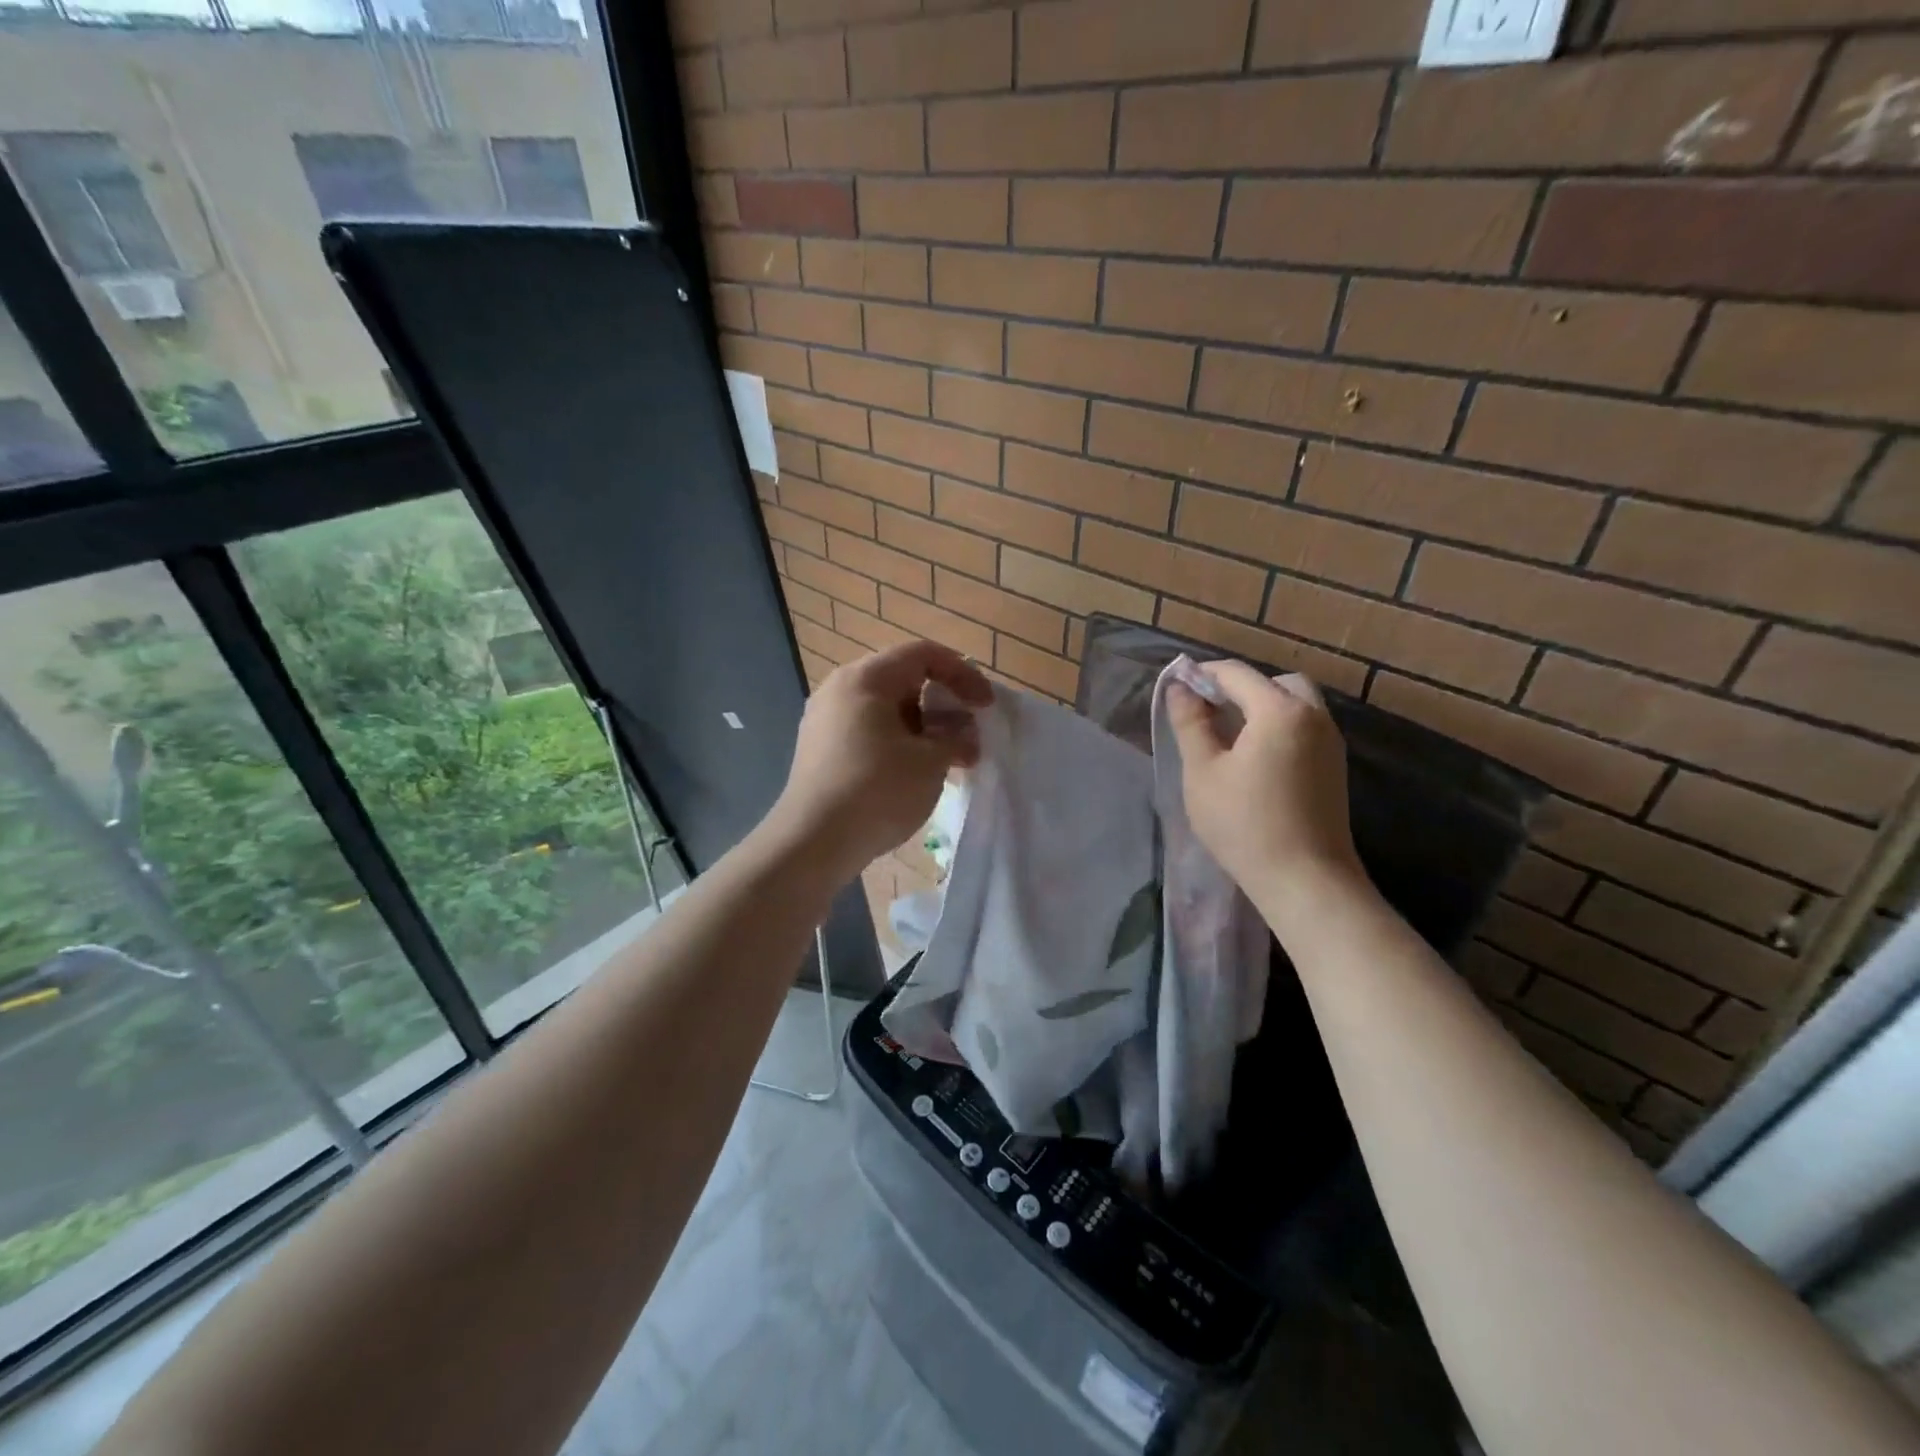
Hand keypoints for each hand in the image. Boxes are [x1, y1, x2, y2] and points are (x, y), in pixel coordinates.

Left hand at [769, 640, 991, 878]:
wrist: (812, 842)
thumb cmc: (877, 790)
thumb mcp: (930, 761)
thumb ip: (956, 736)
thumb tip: (963, 732)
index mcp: (866, 678)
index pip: (923, 654)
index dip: (962, 674)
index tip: (985, 705)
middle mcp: (840, 688)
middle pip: (903, 679)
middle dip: (942, 704)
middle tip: (967, 735)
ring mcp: (824, 719)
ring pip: (885, 709)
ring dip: (922, 728)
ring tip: (946, 760)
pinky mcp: (819, 748)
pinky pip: (867, 730)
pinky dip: (897, 742)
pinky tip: (913, 774)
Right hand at [1165, 662, 1365, 927]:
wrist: (1305, 880)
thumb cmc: (1244, 823)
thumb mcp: (1203, 772)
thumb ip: (1190, 723)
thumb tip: (1179, 688)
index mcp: (1280, 710)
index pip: (1236, 674)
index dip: (1202, 675)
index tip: (1175, 689)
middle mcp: (1314, 716)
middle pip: (1275, 683)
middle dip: (1239, 688)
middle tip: (1207, 712)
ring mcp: (1330, 742)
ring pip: (1295, 705)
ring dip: (1261, 708)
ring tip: (1227, 737)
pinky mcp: (1335, 767)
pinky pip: (1304, 728)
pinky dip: (1278, 728)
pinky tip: (1254, 759)